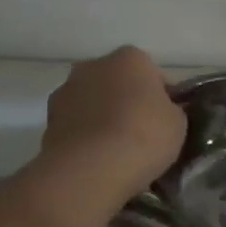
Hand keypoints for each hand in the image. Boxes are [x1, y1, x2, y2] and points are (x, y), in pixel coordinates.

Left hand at [32, 47, 185, 213]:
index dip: (162, 98)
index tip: (167, 122)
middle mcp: (93, 65)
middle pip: (117, 83)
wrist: (91, 168)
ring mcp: (66, 91)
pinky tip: (95, 160)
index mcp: (130, 58)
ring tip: (115, 151)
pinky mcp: (48, 121)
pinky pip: (75, 126)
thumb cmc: (143, 136)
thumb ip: (171, 110)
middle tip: (141, 134)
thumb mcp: (177, 123)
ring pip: (92, 102)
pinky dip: (84, 137)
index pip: (153, 74)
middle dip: (127, 102)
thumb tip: (163, 112)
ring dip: (101, 118)